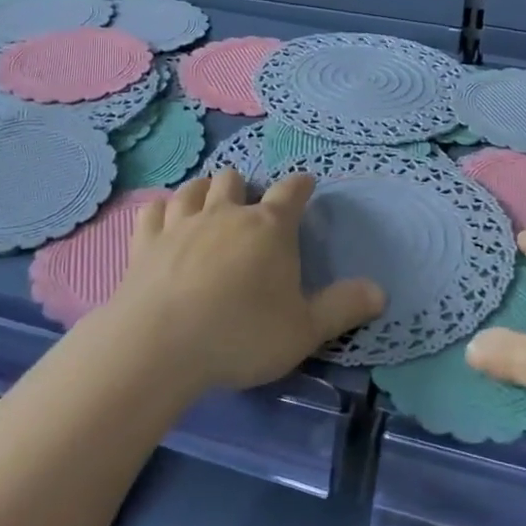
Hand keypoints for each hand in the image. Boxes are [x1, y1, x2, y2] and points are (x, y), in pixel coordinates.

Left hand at [108, 170, 383, 392]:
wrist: (159, 346)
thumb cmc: (241, 335)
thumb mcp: (304, 330)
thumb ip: (343, 308)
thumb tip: (380, 292)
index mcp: (269, 228)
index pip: (291, 191)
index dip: (301, 185)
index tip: (305, 184)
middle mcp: (225, 214)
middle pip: (235, 179)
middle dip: (245, 187)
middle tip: (249, 208)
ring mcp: (181, 224)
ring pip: (194, 188)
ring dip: (204, 191)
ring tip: (209, 203)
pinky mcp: (145, 242)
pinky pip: (154, 210)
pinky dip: (163, 210)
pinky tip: (165, 219)